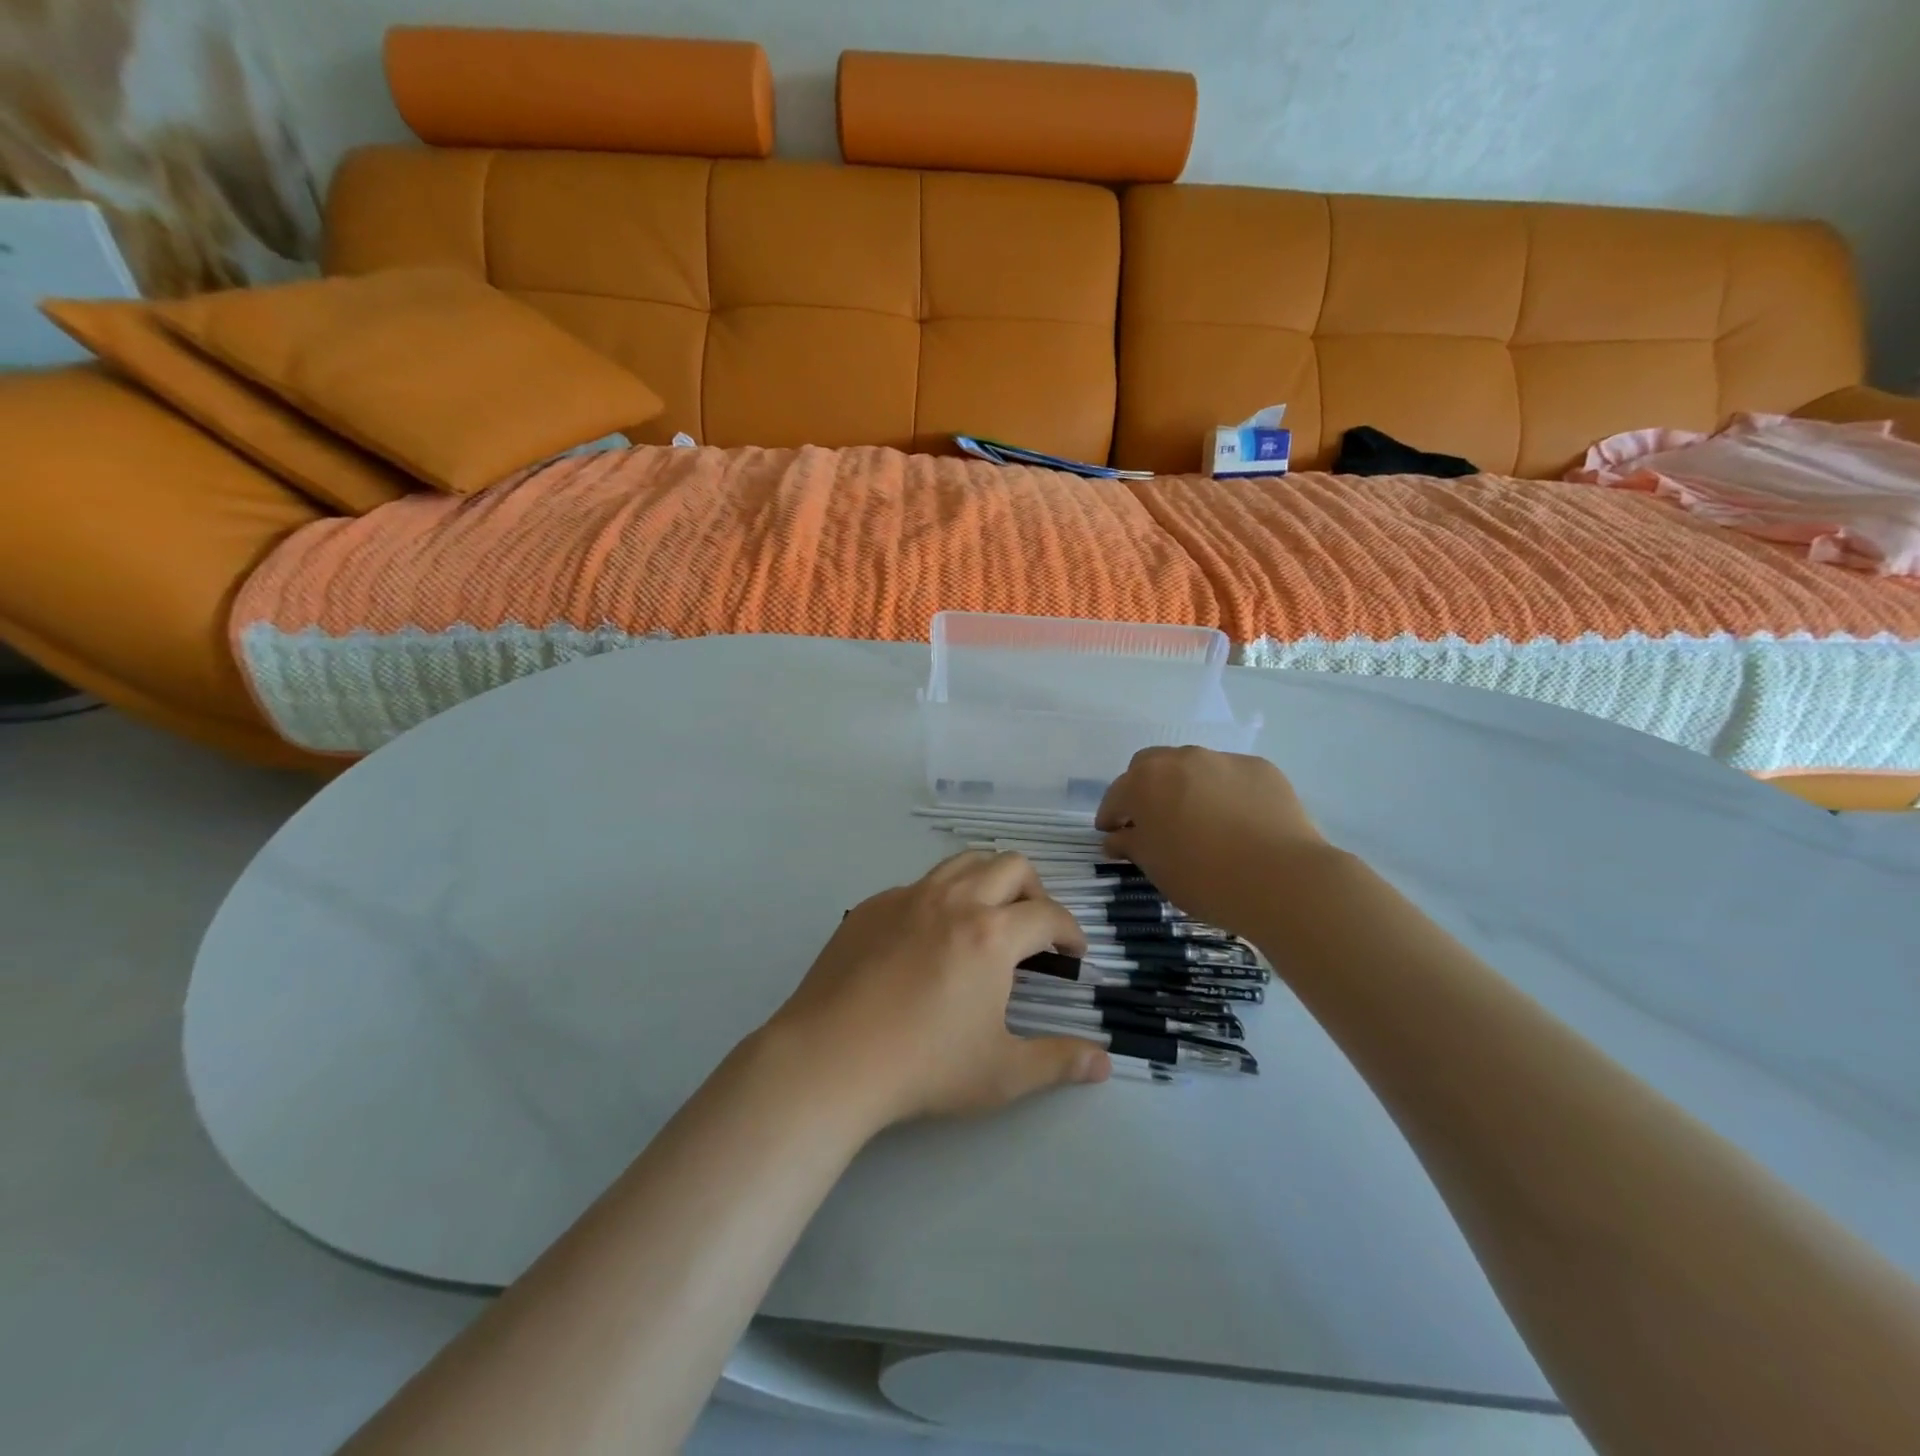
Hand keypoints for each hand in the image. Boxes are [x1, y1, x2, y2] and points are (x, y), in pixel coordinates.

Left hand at [765, 852, 1109, 1130]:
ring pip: (963, 862)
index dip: (1071, 931)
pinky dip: (941, 898)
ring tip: (988, 917)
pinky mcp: (873, 906)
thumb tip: (1103, 1061)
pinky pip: (920, 885)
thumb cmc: (923, 1066)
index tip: (1073, 952)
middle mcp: (954, 900)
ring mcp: (908, 897)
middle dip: (1035, 891)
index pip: (1049, 915)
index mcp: (992, 934)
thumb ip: (1057, 1061)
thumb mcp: (1001, 1073)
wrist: (830, 1057)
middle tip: (1034, 929)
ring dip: (988, 880)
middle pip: (1011, 866)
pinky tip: (930, 939)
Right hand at [1097, 747, 1328, 936]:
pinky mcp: (1261, 768)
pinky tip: (1237, 822)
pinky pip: (1231, 777)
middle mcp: (1181, 759)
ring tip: (1199, 821)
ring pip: (1194, 768)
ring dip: (1187, 788)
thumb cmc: (1204, 878)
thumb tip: (1116, 838)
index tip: (1112, 835)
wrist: (1281, 880)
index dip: (1111, 816)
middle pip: (1151, 767)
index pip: (1116, 795)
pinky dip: (1225, 793)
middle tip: (1153, 821)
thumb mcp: (1156, 868)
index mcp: (1145, 782)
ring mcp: (1223, 760)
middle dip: (1146, 790)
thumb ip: (1130, 845)